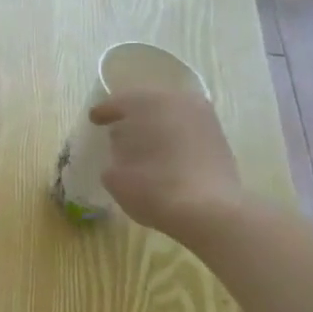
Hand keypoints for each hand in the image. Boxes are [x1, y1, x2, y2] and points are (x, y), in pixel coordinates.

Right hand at [90, 85, 244, 239]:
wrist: (208, 210)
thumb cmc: (152, 188)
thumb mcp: (115, 175)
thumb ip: (114, 155)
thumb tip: (123, 150)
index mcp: (147, 104)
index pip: (119, 102)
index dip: (104, 112)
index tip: (94, 119)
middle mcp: (178, 101)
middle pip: (148, 103)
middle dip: (132, 115)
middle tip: (117, 128)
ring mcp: (203, 117)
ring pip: (171, 113)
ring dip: (156, 125)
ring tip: (142, 142)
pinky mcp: (218, 136)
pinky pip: (187, 128)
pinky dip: (174, 136)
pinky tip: (165, 152)